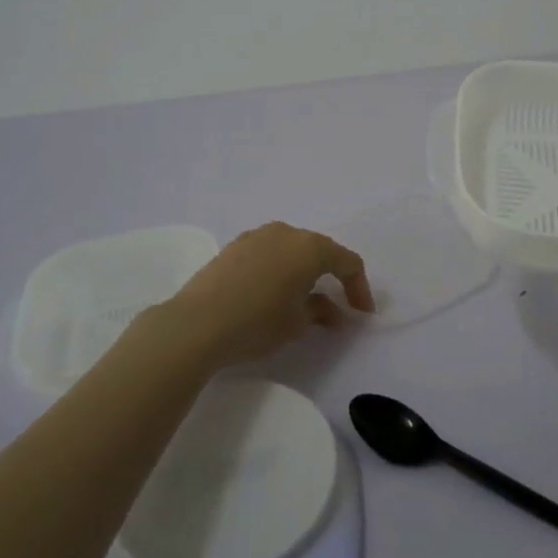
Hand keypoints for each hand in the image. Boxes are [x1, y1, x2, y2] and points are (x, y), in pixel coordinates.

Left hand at [150, 222, 373, 370]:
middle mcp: (286, 232)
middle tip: (338, 305)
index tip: (361, 313)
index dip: (359, 288)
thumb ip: (321, 311)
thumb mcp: (297, 323)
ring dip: (304, 271)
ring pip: (292, 249)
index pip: (347, 262)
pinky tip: (273, 292)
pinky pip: (268, 253)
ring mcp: (257, 236)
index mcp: (309, 247)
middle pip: (320, 250)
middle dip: (332, 276)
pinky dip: (279, 269)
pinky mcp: (234, 246)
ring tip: (304, 299)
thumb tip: (331, 310)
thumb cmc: (257, 323)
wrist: (196, 324)